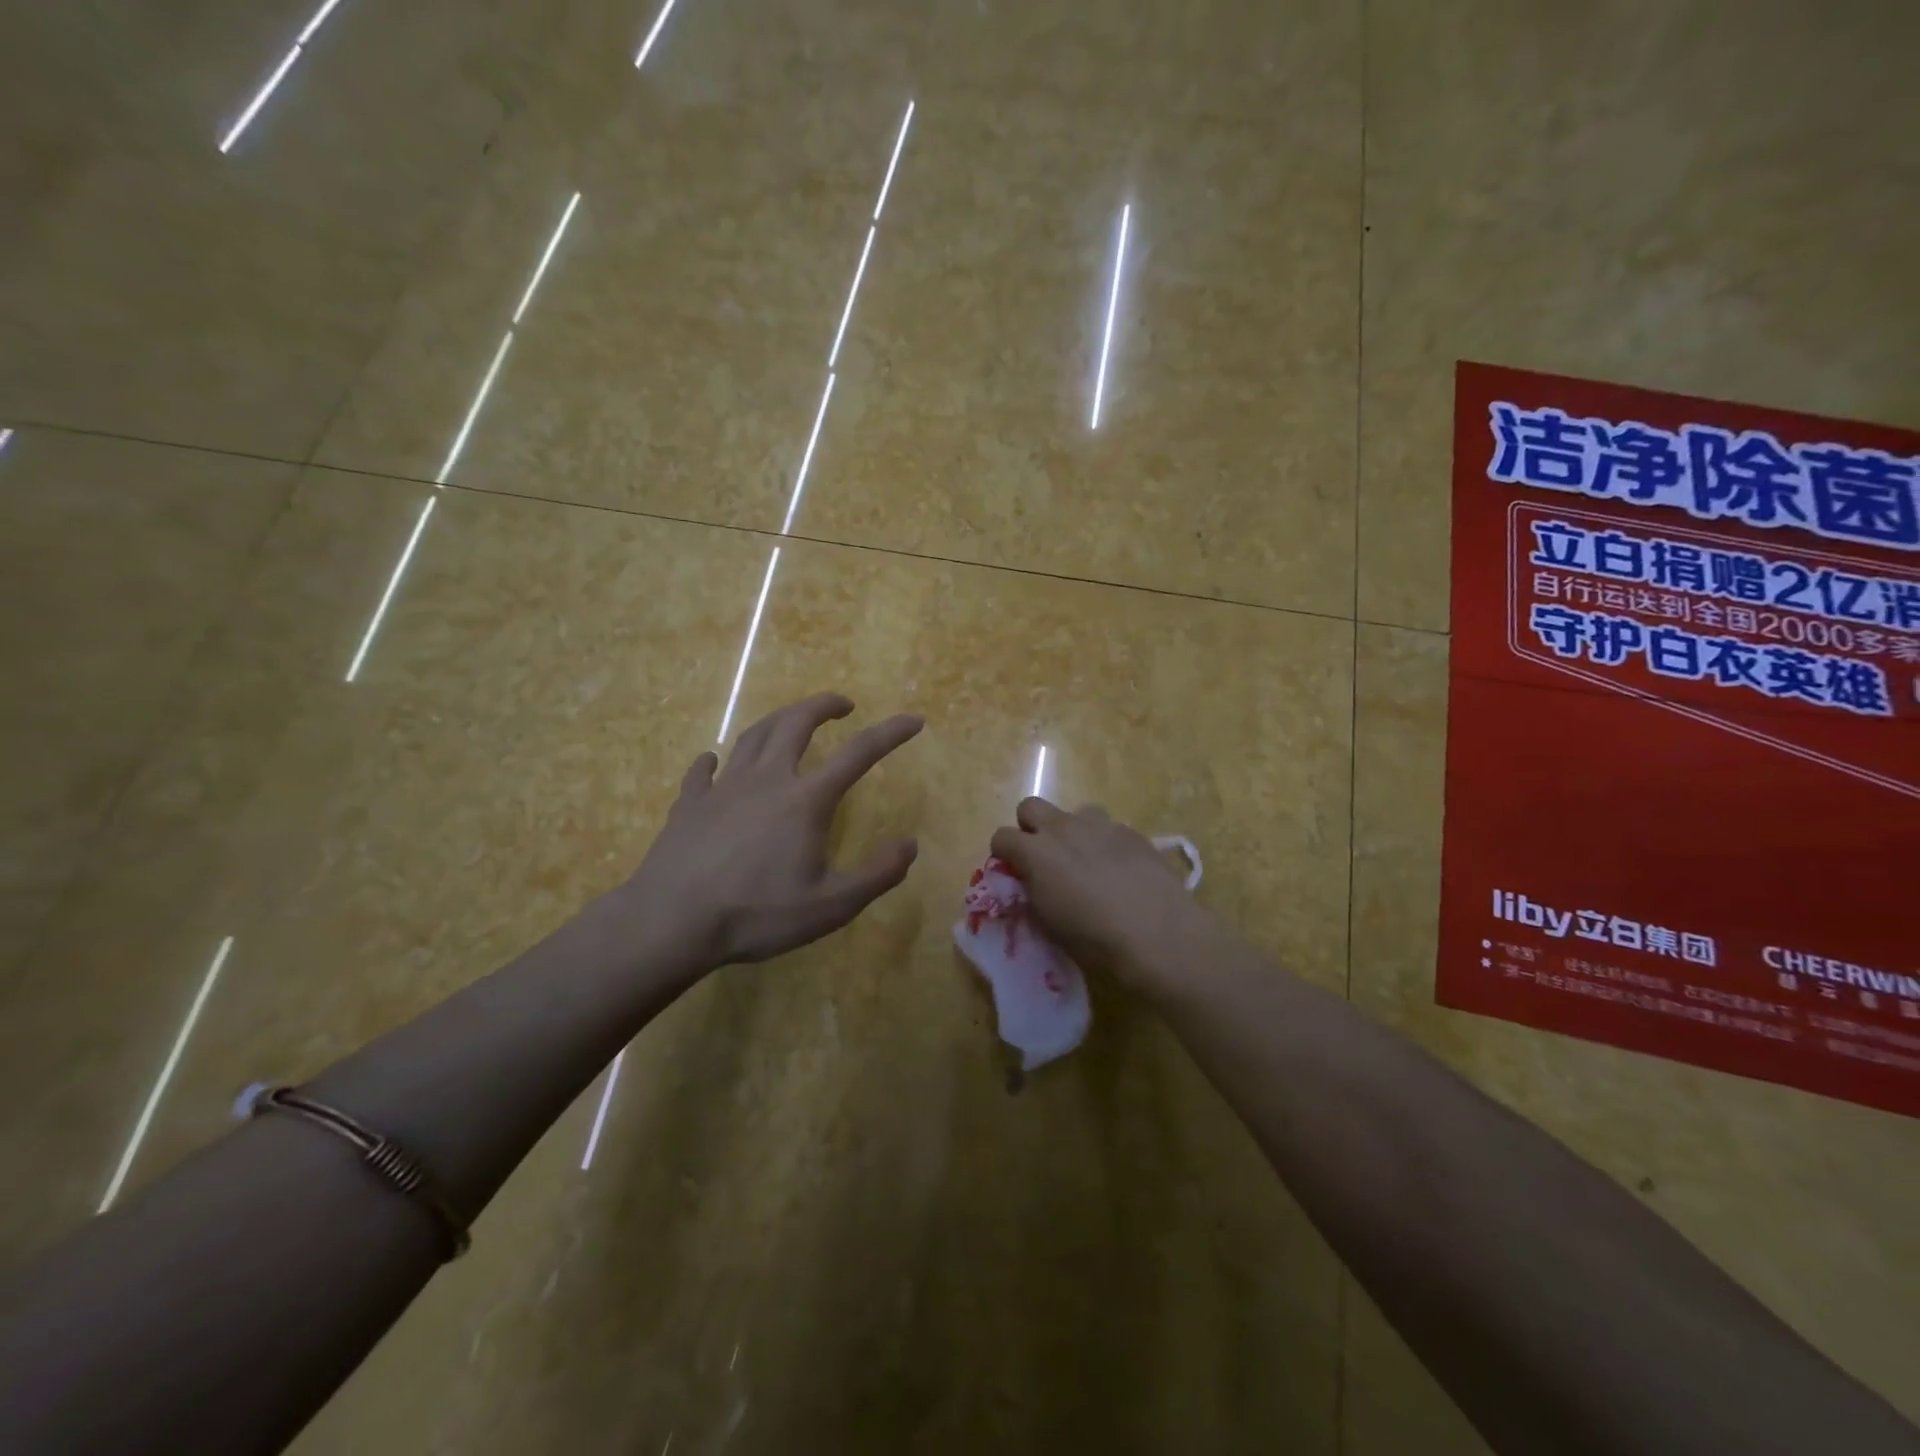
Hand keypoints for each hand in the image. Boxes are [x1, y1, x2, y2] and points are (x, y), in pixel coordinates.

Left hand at [628, 694, 922, 967]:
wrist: (672, 922)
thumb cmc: (757, 914)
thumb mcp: (832, 906)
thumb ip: (878, 875)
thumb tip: (910, 845)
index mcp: (806, 799)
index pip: (859, 753)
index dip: (890, 733)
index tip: (913, 720)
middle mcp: (767, 779)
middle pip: (797, 723)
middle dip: (823, 705)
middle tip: (842, 704)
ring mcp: (724, 787)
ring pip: (754, 735)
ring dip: (778, 720)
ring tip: (791, 721)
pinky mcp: (690, 802)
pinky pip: (704, 770)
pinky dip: (715, 761)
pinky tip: (714, 762)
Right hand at [990, 798, 1210, 996]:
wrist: (1158, 934)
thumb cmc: (1094, 939)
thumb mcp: (1048, 924)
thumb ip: (1033, 894)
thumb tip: (1031, 883)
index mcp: (1035, 852)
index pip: (1001, 837)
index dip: (1004, 854)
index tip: (1013, 872)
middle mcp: (1063, 828)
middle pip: (1030, 807)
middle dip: (1031, 828)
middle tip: (1044, 858)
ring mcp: (1100, 825)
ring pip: (1074, 812)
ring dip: (1072, 831)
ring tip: (1086, 862)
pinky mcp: (1131, 831)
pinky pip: (1108, 828)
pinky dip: (1105, 843)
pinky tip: (1120, 870)